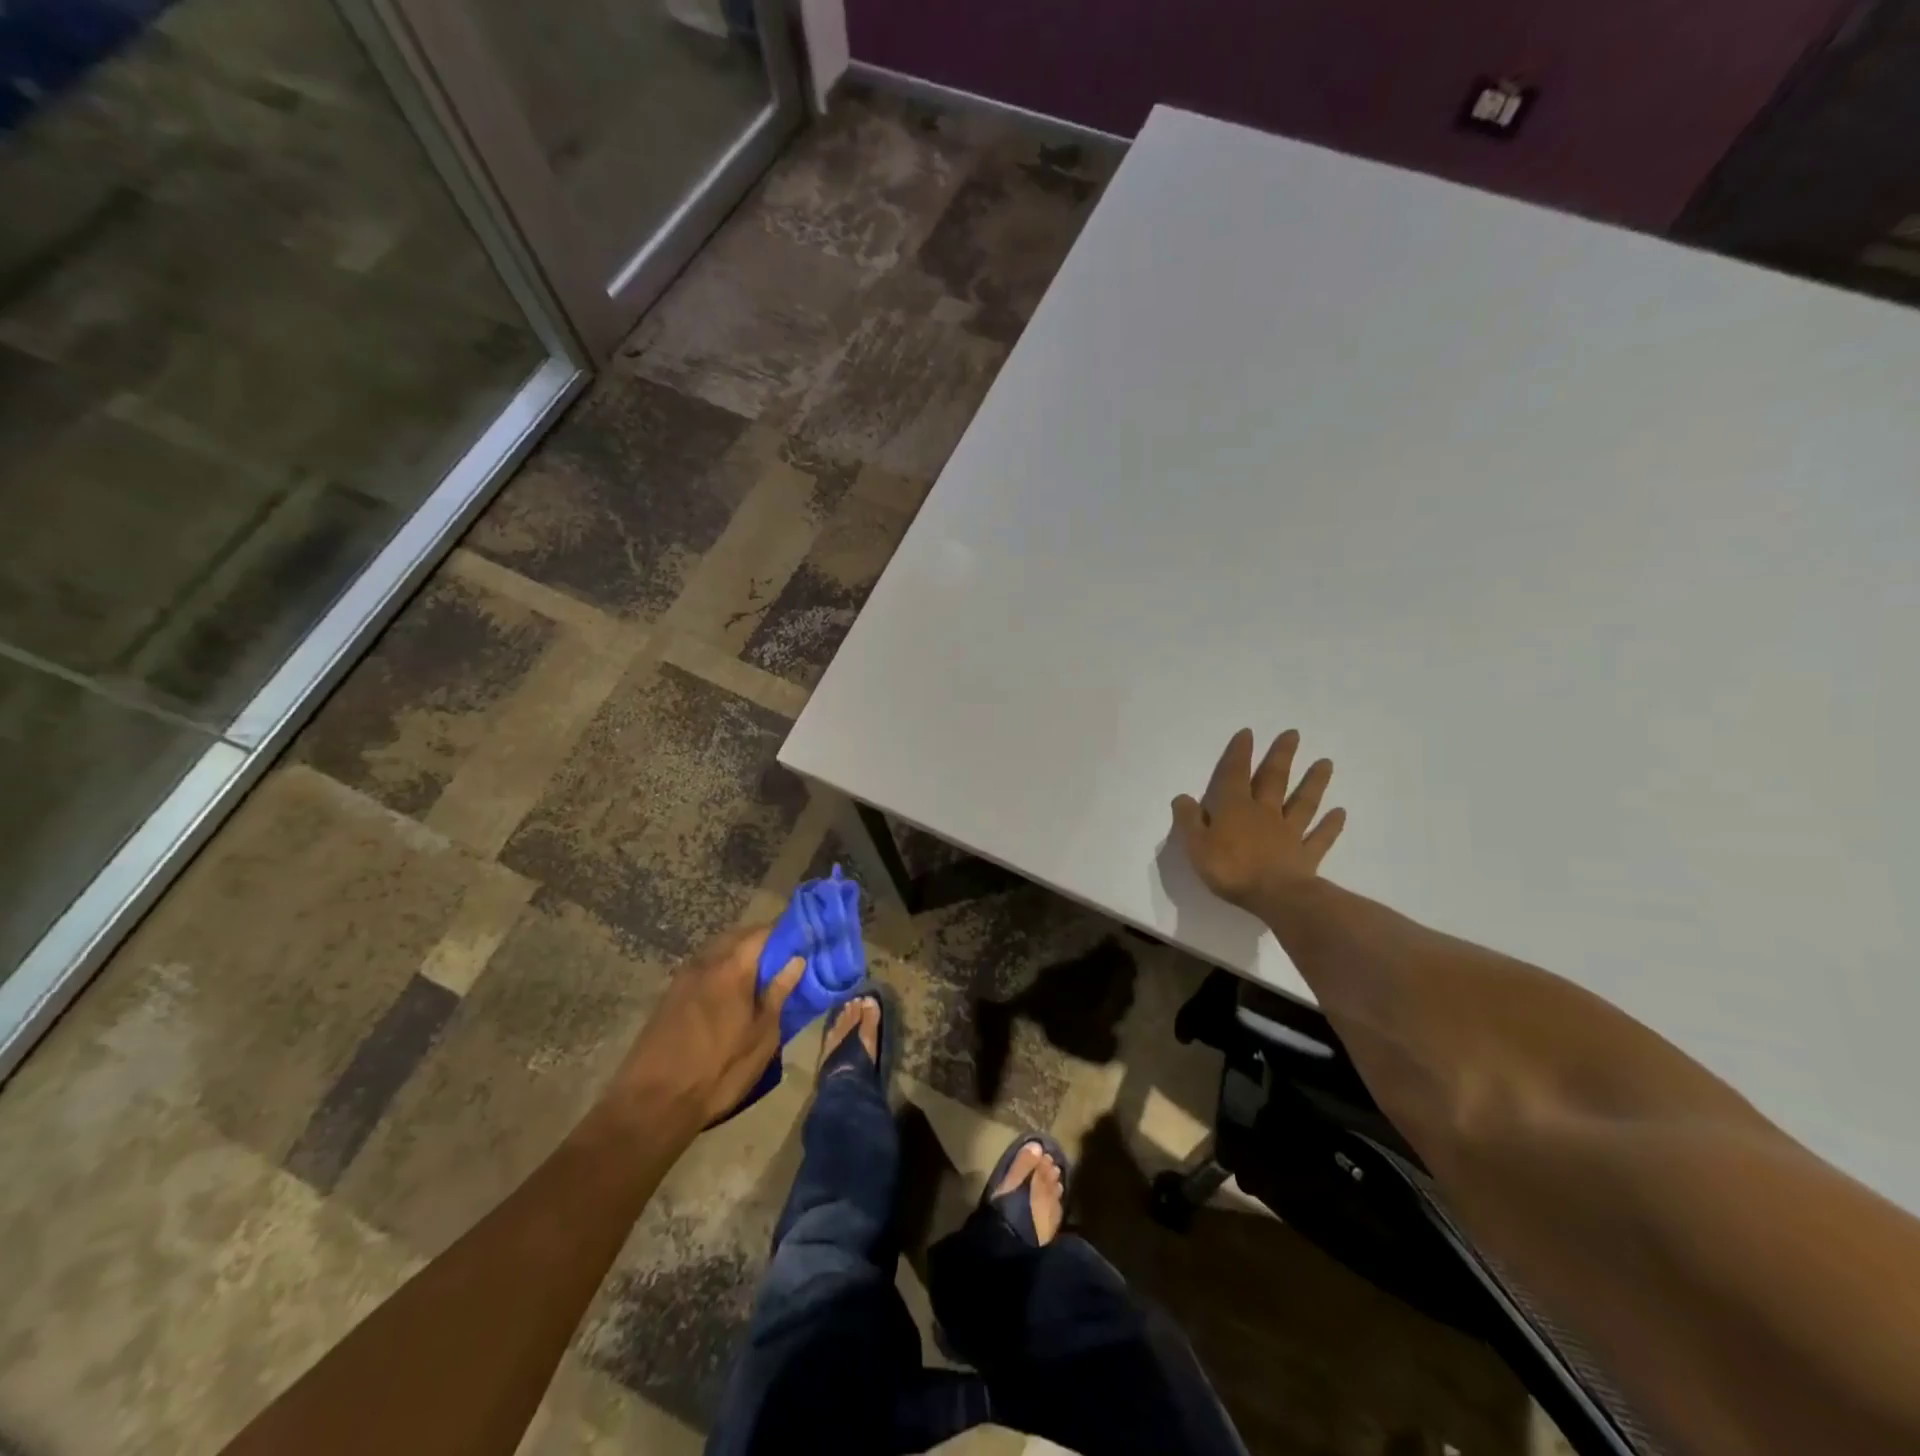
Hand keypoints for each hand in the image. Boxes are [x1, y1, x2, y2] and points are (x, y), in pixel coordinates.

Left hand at [609, 927, 802, 1132]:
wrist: (652, 1104)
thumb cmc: (719, 1071)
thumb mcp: (761, 1037)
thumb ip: (778, 994)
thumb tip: (797, 960)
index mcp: (732, 967)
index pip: (762, 932)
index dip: (784, 934)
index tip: (801, 944)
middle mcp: (705, 962)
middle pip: (737, 937)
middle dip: (761, 943)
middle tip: (782, 963)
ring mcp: (682, 978)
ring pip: (717, 952)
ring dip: (738, 957)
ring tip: (757, 980)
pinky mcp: (668, 996)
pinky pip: (702, 970)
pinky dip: (719, 972)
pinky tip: (728, 996)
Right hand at [1171, 728, 1346, 911]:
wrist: (1274, 896)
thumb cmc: (1230, 869)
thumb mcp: (1196, 845)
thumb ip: (1189, 820)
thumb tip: (1183, 797)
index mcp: (1234, 808)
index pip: (1235, 774)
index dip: (1240, 753)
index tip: (1248, 733)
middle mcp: (1264, 813)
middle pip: (1274, 780)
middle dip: (1281, 756)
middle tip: (1293, 734)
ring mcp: (1289, 832)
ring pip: (1303, 802)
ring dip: (1314, 782)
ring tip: (1326, 762)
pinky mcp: (1306, 854)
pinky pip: (1320, 837)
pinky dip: (1331, 825)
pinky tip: (1340, 812)